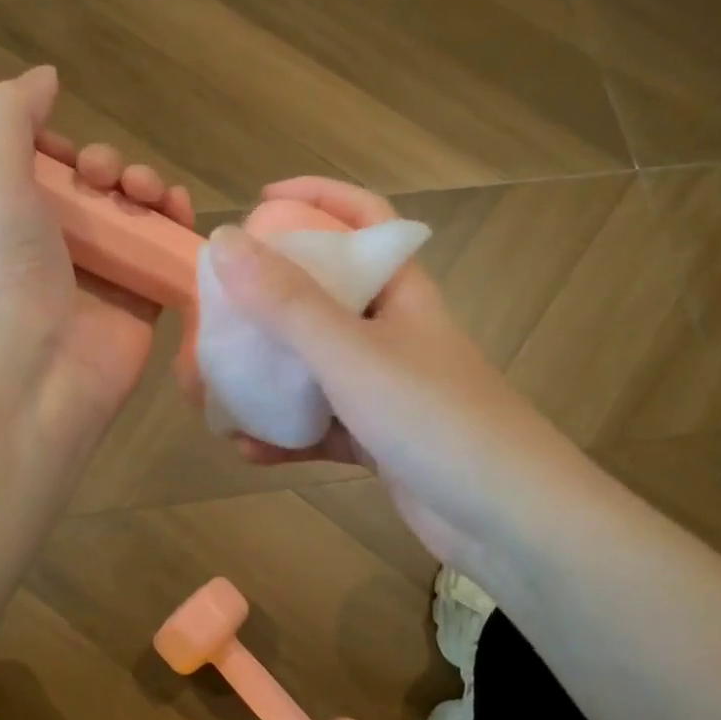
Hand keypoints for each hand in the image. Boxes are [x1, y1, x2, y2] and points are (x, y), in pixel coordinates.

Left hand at [0, 66, 194, 456]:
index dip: (65, 150)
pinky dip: (181, 232)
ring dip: (151, 192)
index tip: (72, 152)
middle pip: (100, 190)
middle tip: (110, 181)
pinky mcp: (143, 304)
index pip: (46, 170)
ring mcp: (103, 277)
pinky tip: (184, 216)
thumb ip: (12, 117)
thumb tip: (46, 75)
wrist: (29, 378)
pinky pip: (169, 257)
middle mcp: (57, 245)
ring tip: (150, 196)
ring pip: (139, 218)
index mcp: (11, 217)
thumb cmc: (1, 274)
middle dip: (114, 169)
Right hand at [211, 178, 557, 577]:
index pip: (361, 219)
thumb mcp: (352, 354)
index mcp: (399, 290)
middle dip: (265, 300)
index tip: (259, 202)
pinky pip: (319, 424)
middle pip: (322, 294)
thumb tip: (223, 239)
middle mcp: (392, 330)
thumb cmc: (435, 419)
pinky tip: (245, 448)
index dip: (315, 197)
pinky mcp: (379, 439)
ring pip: (313, 366)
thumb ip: (287, 300)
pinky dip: (284, 433)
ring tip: (211, 389)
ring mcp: (385, 388)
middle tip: (215, 311)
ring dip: (264, 375)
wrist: (510, 523)